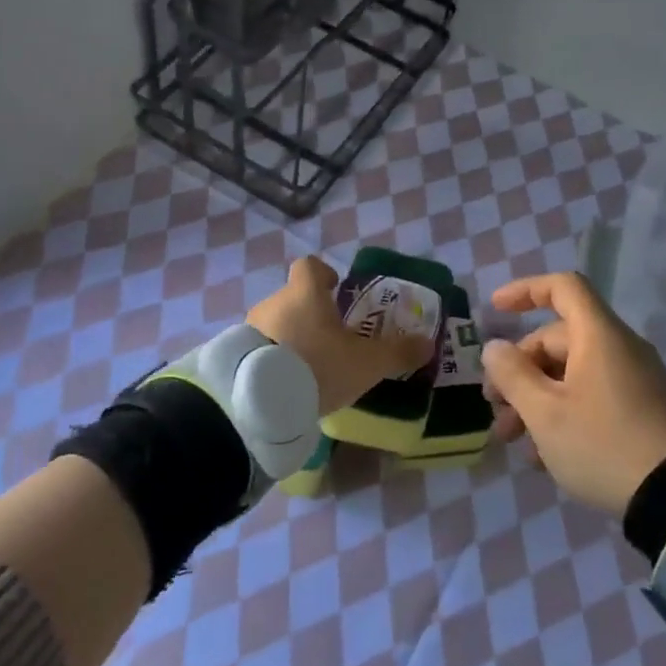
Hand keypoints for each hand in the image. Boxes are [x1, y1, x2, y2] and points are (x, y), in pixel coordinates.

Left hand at [248, 256, 432, 415]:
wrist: (259, 400)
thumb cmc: (318, 366)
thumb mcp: (366, 363)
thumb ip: (397, 352)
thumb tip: (428, 344)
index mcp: (305, 292)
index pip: (310, 266)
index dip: (324, 274)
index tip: (336, 289)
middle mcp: (274, 301)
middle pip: (294, 296)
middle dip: (311, 313)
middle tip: (330, 339)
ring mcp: (250, 326)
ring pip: (276, 322)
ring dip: (291, 336)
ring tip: (308, 366)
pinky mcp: (237, 353)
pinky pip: (260, 346)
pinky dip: (273, 356)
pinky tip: (286, 382)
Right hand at [482, 271, 665, 514]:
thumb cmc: (603, 444)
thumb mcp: (545, 413)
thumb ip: (512, 375)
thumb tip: (494, 347)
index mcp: (598, 336)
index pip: (562, 288)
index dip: (525, 291)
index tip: (495, 310)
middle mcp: (620, 349)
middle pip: (558, 340)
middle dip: (519, 371)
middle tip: (495, 408)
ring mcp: (636, 381)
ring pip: (572, 374)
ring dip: (536, 399)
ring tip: (513, 440)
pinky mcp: (644, 411)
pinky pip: (594, 397)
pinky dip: (564, 413)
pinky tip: (545, 455)